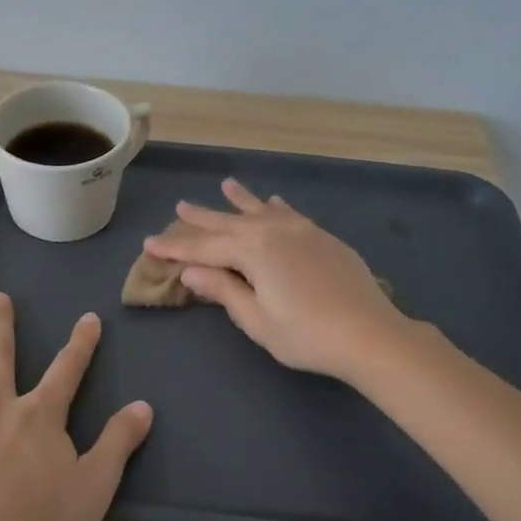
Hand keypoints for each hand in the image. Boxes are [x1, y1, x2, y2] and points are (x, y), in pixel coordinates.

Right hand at [142, 178, 411, 382]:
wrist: (370, 334)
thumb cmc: (307, 335)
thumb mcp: (257, 319)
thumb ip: (224, 290)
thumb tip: (190, 270)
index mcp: (254, 251)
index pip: (204, 248)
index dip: (175, 248)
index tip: (149, 243)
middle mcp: (275, 231)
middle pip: (230, 223)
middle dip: (202, 217)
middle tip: (180, 206)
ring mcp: (302, 231)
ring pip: (261, 211)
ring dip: (240, 200)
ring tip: (225, 185)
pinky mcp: (322, 238)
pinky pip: (290, 214)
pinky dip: (275, 207)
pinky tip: (273, 202)